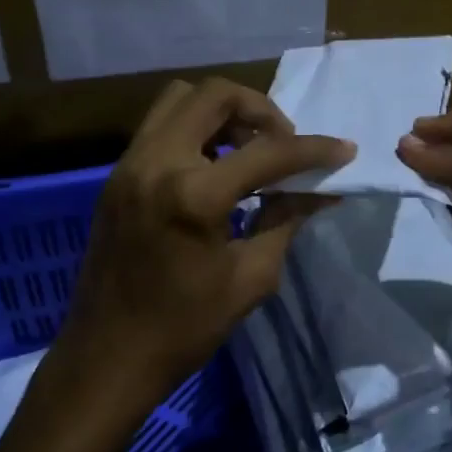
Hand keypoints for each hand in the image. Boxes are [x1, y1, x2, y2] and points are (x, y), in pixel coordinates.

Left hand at [51, 77, 353, 428]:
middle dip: (260, 109)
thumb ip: (288, 219)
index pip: (267, 151)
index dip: (313, 149)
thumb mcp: (250, 277)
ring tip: (247, 151)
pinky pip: (159, 126)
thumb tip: (324, 189)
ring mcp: (128, 165)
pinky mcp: (115, 176)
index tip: (344, 150)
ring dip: (221, 113)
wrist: (107, 358)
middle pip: (213, 94)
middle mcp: (155, 162)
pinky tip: (214, 168)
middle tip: (282, 144)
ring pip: (179, 99)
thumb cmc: (184, 328)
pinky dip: (194, 130)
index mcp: (192, 195)